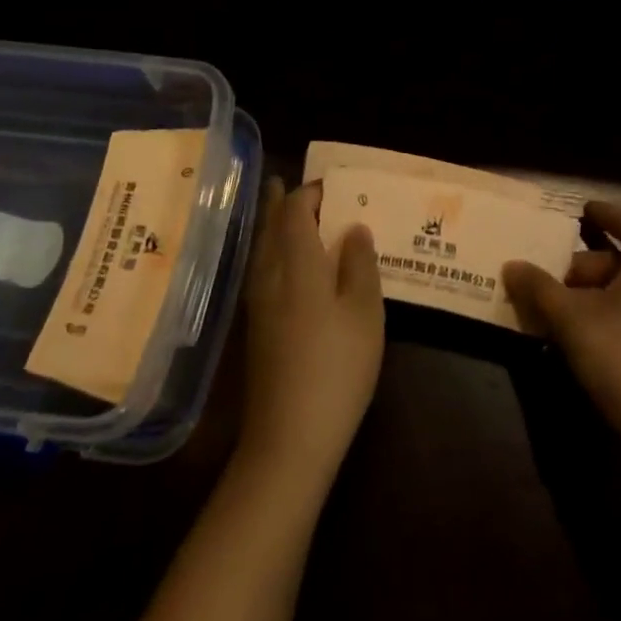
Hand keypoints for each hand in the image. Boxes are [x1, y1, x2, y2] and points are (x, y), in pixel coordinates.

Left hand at [237, 179, 385, 488]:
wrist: (289, 437)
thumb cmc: (336, 368)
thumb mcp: (365, 313)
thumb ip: (360, 264)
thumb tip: (354, 228)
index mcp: (297, 263)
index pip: (296, 210)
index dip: (311, 191)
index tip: (333, 183)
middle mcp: (269, 274)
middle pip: (271, 225)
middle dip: (282, 201)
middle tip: (293, 182)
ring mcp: (258, 301)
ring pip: (262, 247)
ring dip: (274, 224)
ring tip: (288, 211)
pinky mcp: (256, 326)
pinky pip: (262, 268)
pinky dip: (273, 250)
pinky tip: (287, 262)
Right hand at [503, 201, 620, 481]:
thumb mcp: (571, 319)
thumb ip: (539, 288)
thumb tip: (512, 265)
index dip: (608, 213)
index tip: (583, 210)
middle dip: (584, 262)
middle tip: (549, 273)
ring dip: (588, 293)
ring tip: (552, 306)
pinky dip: (602, 314)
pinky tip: (574, 337)